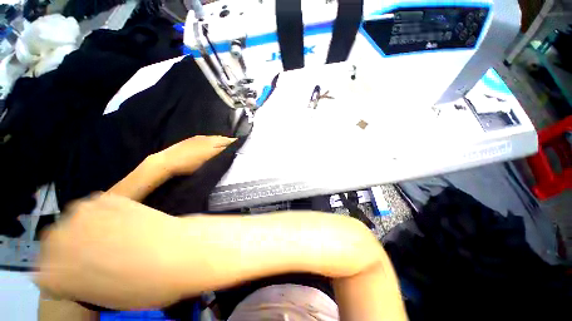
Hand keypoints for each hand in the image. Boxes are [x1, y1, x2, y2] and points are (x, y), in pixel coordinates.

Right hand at [35, 193, 186, 309]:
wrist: (181, 252)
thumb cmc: (145, 286)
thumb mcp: (104, 298)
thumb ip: (79, 284)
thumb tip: (75, 273)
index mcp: (51, 275)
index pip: (45, 272)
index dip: (66, 273)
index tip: (81, 274)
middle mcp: (57, 240)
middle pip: (55, 243)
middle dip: (72, 249)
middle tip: (99, 254)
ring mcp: (82, 214)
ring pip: (74, 221)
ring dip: (88, 229)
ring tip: (114, 237)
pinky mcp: (109, 197)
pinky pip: (98, 206)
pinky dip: (106, 214)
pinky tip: (124, 222)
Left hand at [156, 135, 235, 175]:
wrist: (168, 161)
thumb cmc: (189, 165)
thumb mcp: (207, 162)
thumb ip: (220, 155)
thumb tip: (230, 149)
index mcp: (212, 145)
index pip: (227, 142)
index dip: (234, 143)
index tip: (241, 143)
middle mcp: (207, 139)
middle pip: (222, 138)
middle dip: (230, 140)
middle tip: (236, 143)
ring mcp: (200, 138)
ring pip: (216, 137)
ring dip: (223, 139)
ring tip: (228, 141)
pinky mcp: (194, 139)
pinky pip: (209, 136)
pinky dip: (215, 138)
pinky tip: (215, 140)